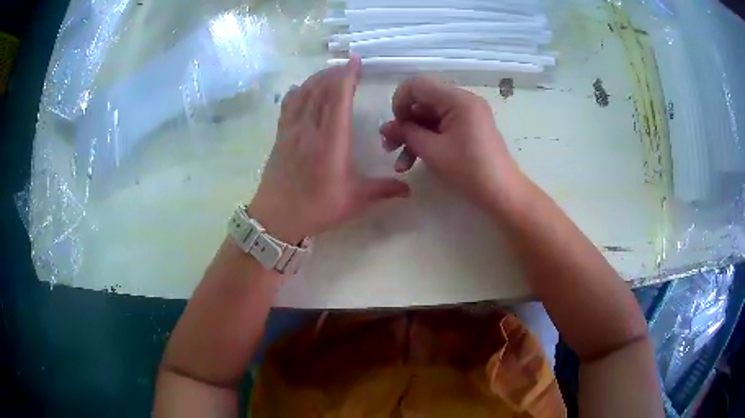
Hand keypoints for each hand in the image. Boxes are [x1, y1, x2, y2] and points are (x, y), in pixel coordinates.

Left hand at [249, 57, 410, 243]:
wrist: (277, 218)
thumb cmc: (317, 208)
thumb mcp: (354, 200)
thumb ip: (383, 190)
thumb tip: (409, 190)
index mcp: (331, 141)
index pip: (338, 97)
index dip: (347, 75)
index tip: (355, 61)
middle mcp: (310, 128)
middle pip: (320, 89)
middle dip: (335, 72)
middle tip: (348, 66)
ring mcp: (292, 130)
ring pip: (303, 93)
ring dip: (317, 78)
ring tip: (330, 73)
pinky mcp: (280, 136)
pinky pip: (288, 105)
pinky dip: (298, 91)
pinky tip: (303, 88)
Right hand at [380, 76, 520, 206]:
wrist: (501, 192)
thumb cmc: (468, 170)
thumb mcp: (432, 151)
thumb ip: (407, 133)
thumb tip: (387, 127)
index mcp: (457, 99)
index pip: (418, 85)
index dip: (399, 102)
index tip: (394, 126)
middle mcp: (463, 100)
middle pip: (423, 101)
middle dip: (404, 124)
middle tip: (389, 147)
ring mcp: (468, 114)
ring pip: (430, 117)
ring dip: (413, 136)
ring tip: (400, 163)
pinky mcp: (469, 128)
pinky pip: (442, 126)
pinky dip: (427, 140)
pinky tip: (414, 161)